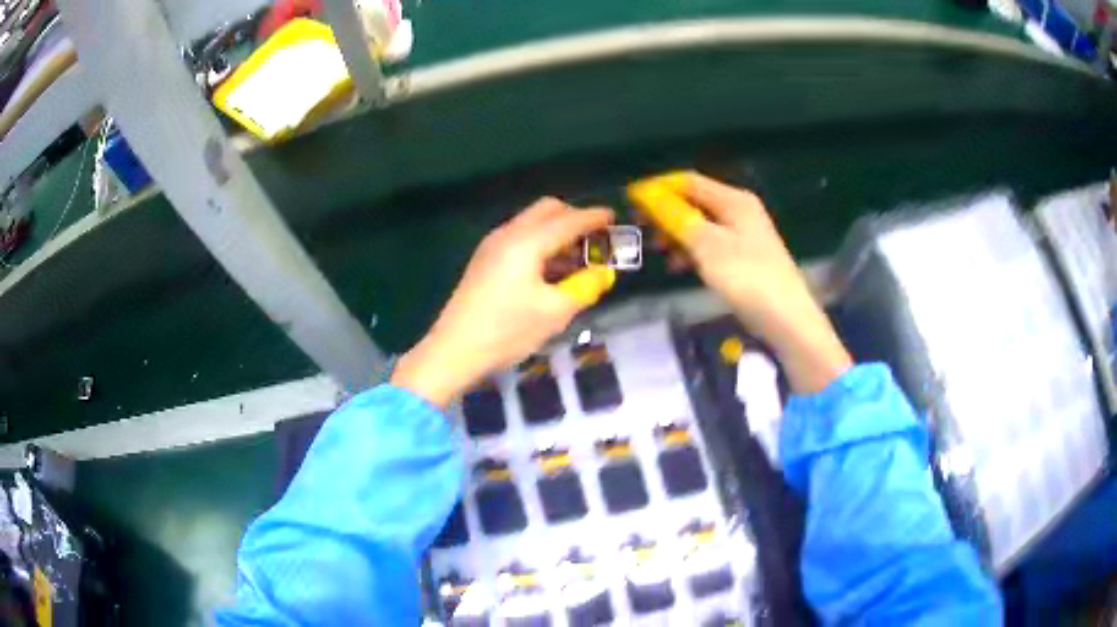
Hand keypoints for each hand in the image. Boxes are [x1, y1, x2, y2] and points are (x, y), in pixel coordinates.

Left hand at [391, 198, 615, 406]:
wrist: (454, 349)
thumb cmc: (507, 331)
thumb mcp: (555, 312)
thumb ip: (585, 287)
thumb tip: (603, 274)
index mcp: (527, 242)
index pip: (568, 220)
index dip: (594, 218)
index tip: (613, 218)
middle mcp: (508, 234)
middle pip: (547, 210)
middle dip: (574, 218)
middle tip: (594, 240)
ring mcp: (492, 245)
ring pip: (532, 223)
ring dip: (557, 232)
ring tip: (576, 260)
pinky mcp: (484, 259)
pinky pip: (519, 238)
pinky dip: (540, 243)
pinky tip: (549, 270)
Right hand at [629, 171, 850, 393]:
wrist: (787, 320)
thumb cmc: (747, 277)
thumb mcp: (707, 245)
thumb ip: (676, 217)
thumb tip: (647, 194)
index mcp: (733, 200)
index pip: (688, 181)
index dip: (658, 187)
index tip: (630, 200)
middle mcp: (739, 211)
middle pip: (695, 201)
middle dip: (665, 211)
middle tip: (639, 228)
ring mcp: (743, 235)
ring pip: (700, 224)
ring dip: (676, 233)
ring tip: (656, 250)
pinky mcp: (743, 258)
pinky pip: (710, 245)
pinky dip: (691, 251)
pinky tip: (678, 265)